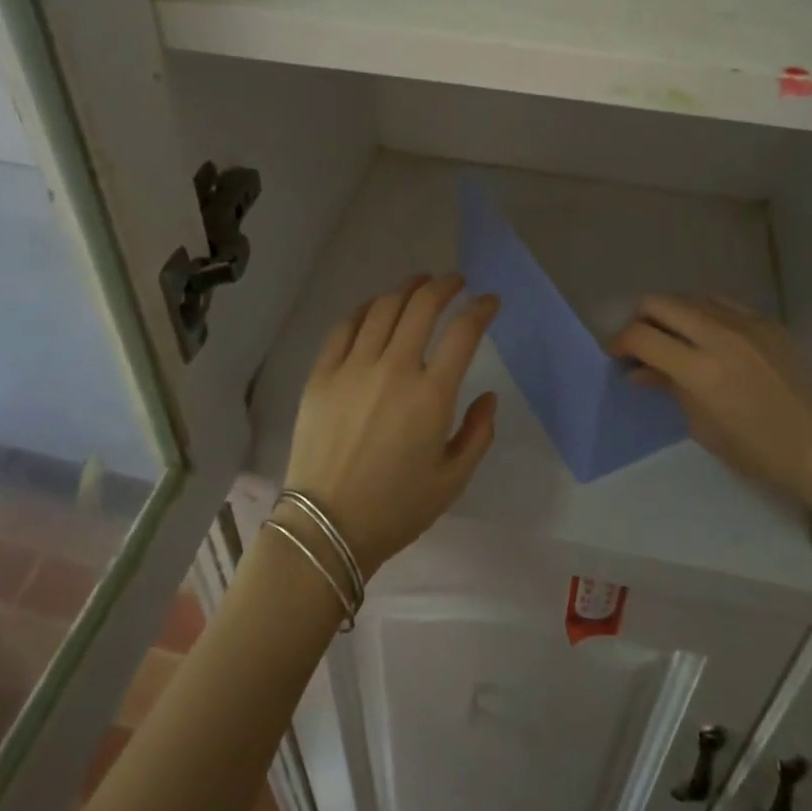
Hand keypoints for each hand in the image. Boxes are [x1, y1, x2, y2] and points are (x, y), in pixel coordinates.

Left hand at [282, 273, 498, 572]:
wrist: (326, 528)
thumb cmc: (396, 508)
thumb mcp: (453, 480)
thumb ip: (478, 433)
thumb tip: (487, 396)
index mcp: (431, 396)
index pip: (463, 332)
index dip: (481, 308)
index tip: (489, 301)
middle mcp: (393, 369)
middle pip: (422, 306)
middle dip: (444, 285)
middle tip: (455, 282)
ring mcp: (353, 368)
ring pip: (383, 308)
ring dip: (406, 288)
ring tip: (418, 283)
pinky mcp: (322, 374)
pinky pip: (345, 327)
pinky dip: (365, 309)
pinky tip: (375, 307)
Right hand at [609, 295, 811, 511]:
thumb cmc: (758, 451)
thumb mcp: (703, 426)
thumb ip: (669, 387)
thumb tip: (639, 370)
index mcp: (700, 371)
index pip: (642, 336)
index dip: (619, 341)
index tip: (616, 354)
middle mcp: (720, 336)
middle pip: (660, 302)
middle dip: (640, 318)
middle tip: (639, 342)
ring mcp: (746, 324)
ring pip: (690, 297)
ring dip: (671, 314)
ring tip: (672, 338)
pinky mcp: (767, 322)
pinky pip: (722, 303)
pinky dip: (703, 313)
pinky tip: (706, 335)